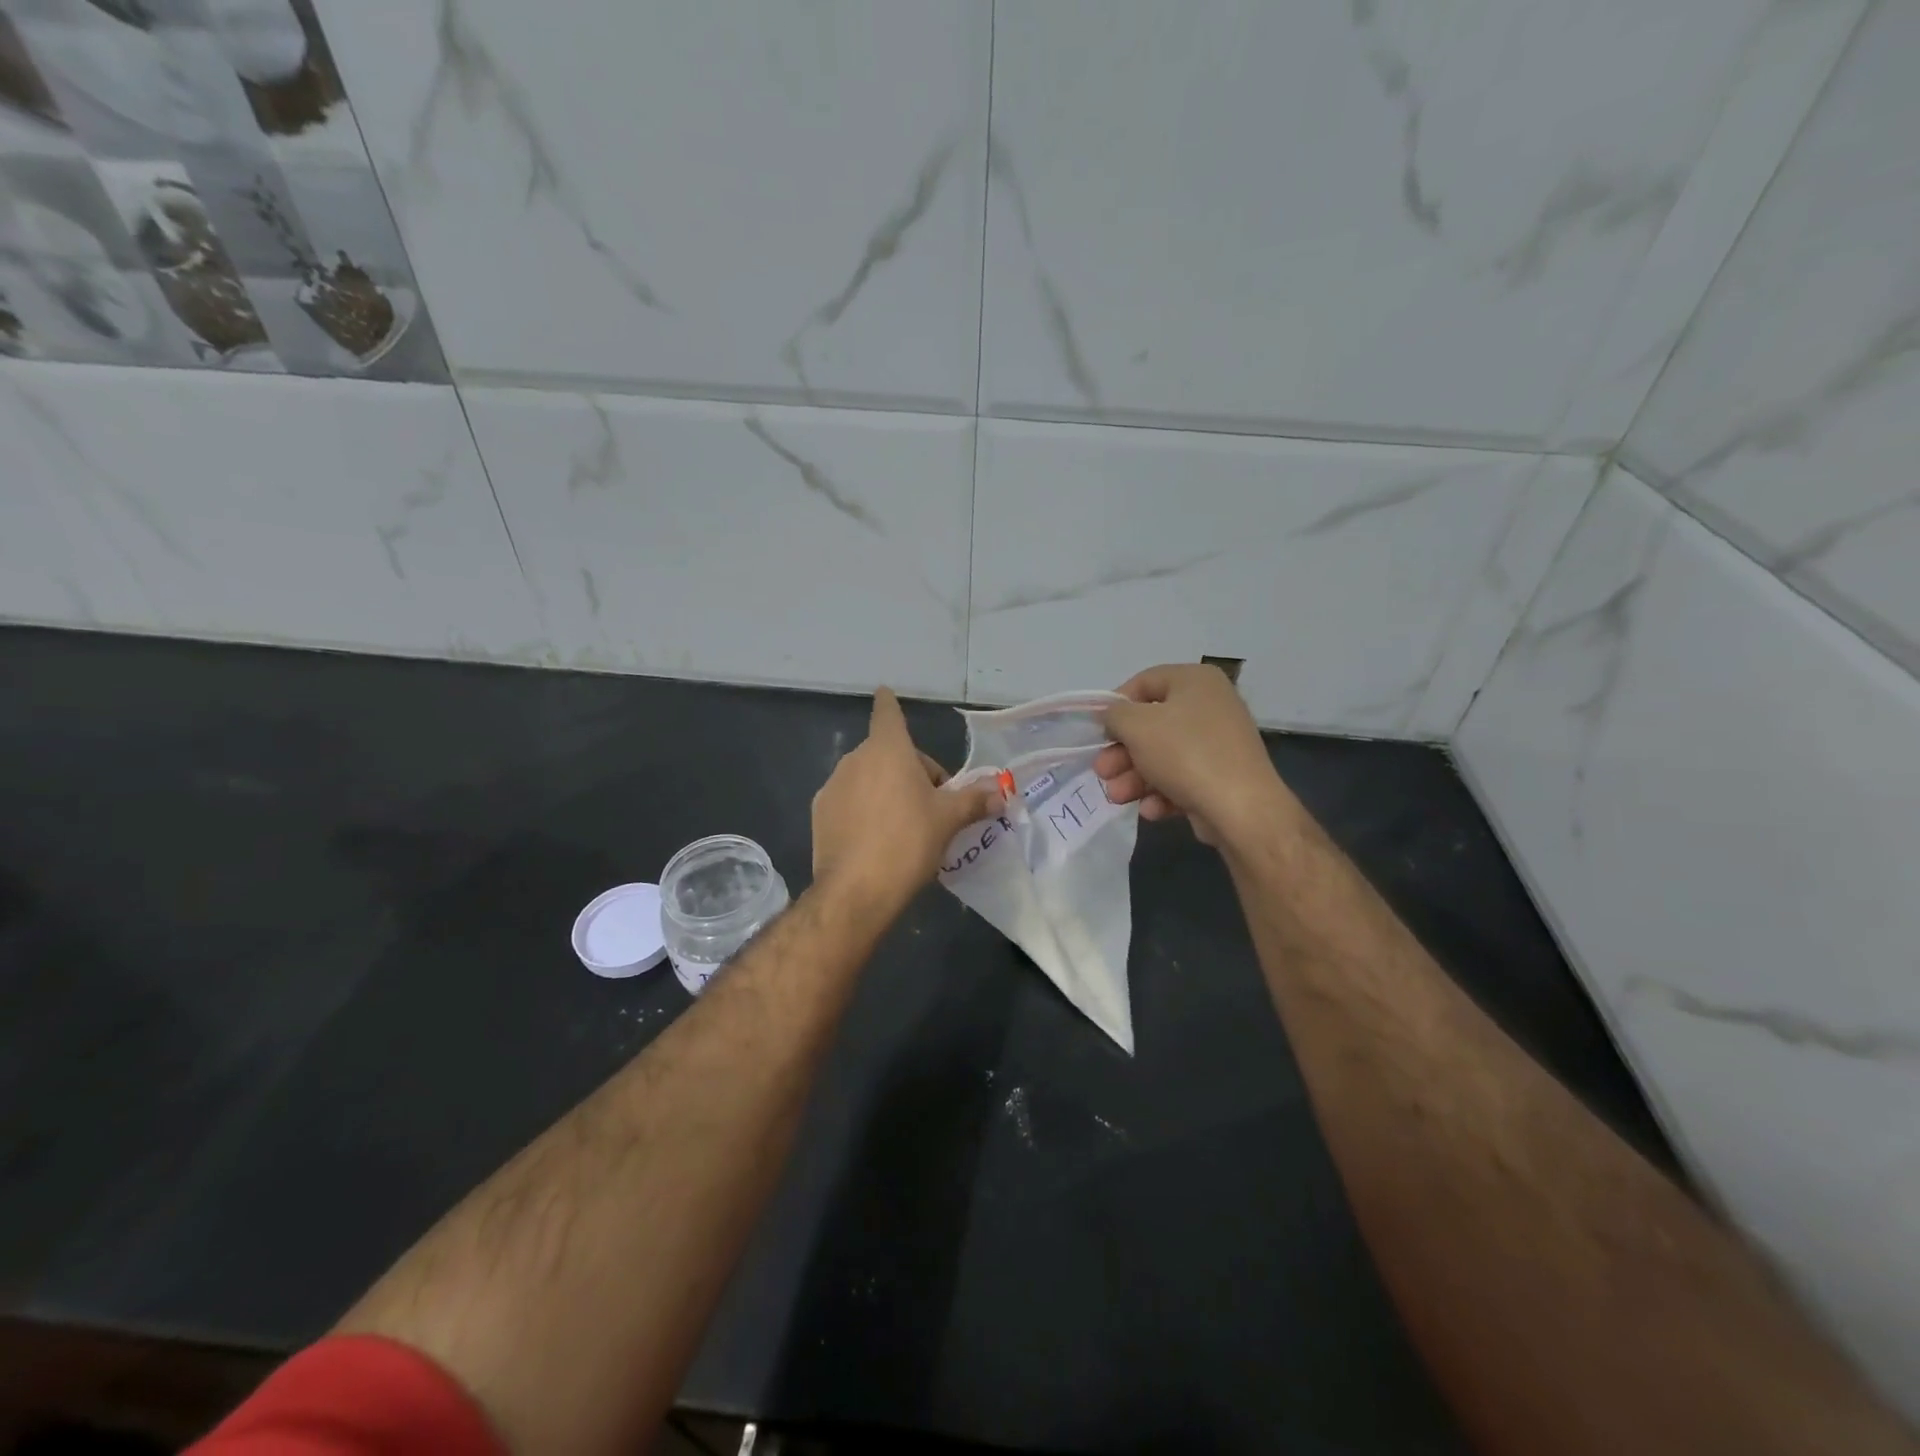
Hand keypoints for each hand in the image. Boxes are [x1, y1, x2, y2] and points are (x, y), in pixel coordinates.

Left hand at [812, 688, 1002, 907]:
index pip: (887, 713)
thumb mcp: (949, 820)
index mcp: (887, 750)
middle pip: (887, 753)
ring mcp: (833, 785)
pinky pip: (849, 800)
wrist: (856, 890)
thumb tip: (1001, 792)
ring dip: (886, 789)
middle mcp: (855, 759)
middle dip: (909, 770)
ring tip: (904, 826)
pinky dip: (864, 809)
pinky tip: (876, 839)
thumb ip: (975, 800)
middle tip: (931, 804)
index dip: (889, 703)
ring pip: (868, 777)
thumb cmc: (908, 842)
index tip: (885, 692)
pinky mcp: (820, 813)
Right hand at [1094, 664, 1289, 846]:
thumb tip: (1113, 718)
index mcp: (1195, 681)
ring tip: (1117, 797)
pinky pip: (1182, 778)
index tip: (1099, 732)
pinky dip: (1162, 793)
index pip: (1144, 682)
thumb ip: (1115, 715)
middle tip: (1103, 772)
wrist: (1241, 809)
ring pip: (1163, 756)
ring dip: (1134, 777)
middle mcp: (1210, 706)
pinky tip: (1151, 809)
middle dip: (1121, 752)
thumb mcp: (1137, 726)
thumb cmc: (1185, 754)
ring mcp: (1218, 743)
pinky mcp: (1221, 777)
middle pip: (1151, 725)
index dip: (1115, 706)